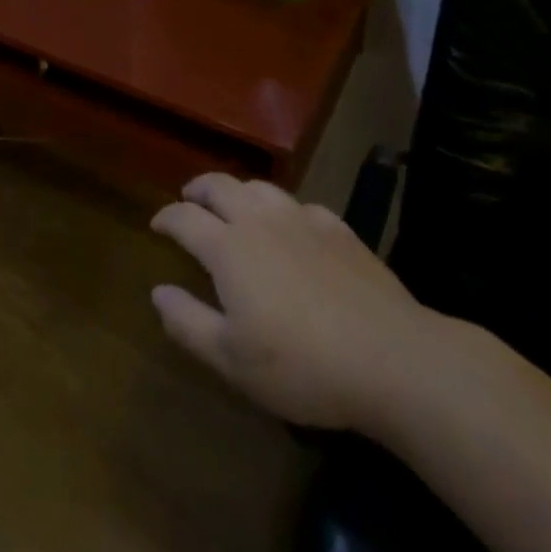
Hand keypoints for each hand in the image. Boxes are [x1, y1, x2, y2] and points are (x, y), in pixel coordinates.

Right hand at [150, 173, 447, 436]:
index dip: (166, 217)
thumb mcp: (233, 360)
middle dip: (198, 190)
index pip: (184, 218)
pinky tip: (293, 228)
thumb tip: (157, 292)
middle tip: (189, 200)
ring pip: (260, 187)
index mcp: (228, 247)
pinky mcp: (340, 229)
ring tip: (235, 206)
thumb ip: (188, 322)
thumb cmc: (303, 365)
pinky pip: (301, 206)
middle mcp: (260, 220)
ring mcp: (303, 219)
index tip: (157, 225)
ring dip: (238, 191)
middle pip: (219, 186)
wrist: (394, 359)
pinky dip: (284, 211)